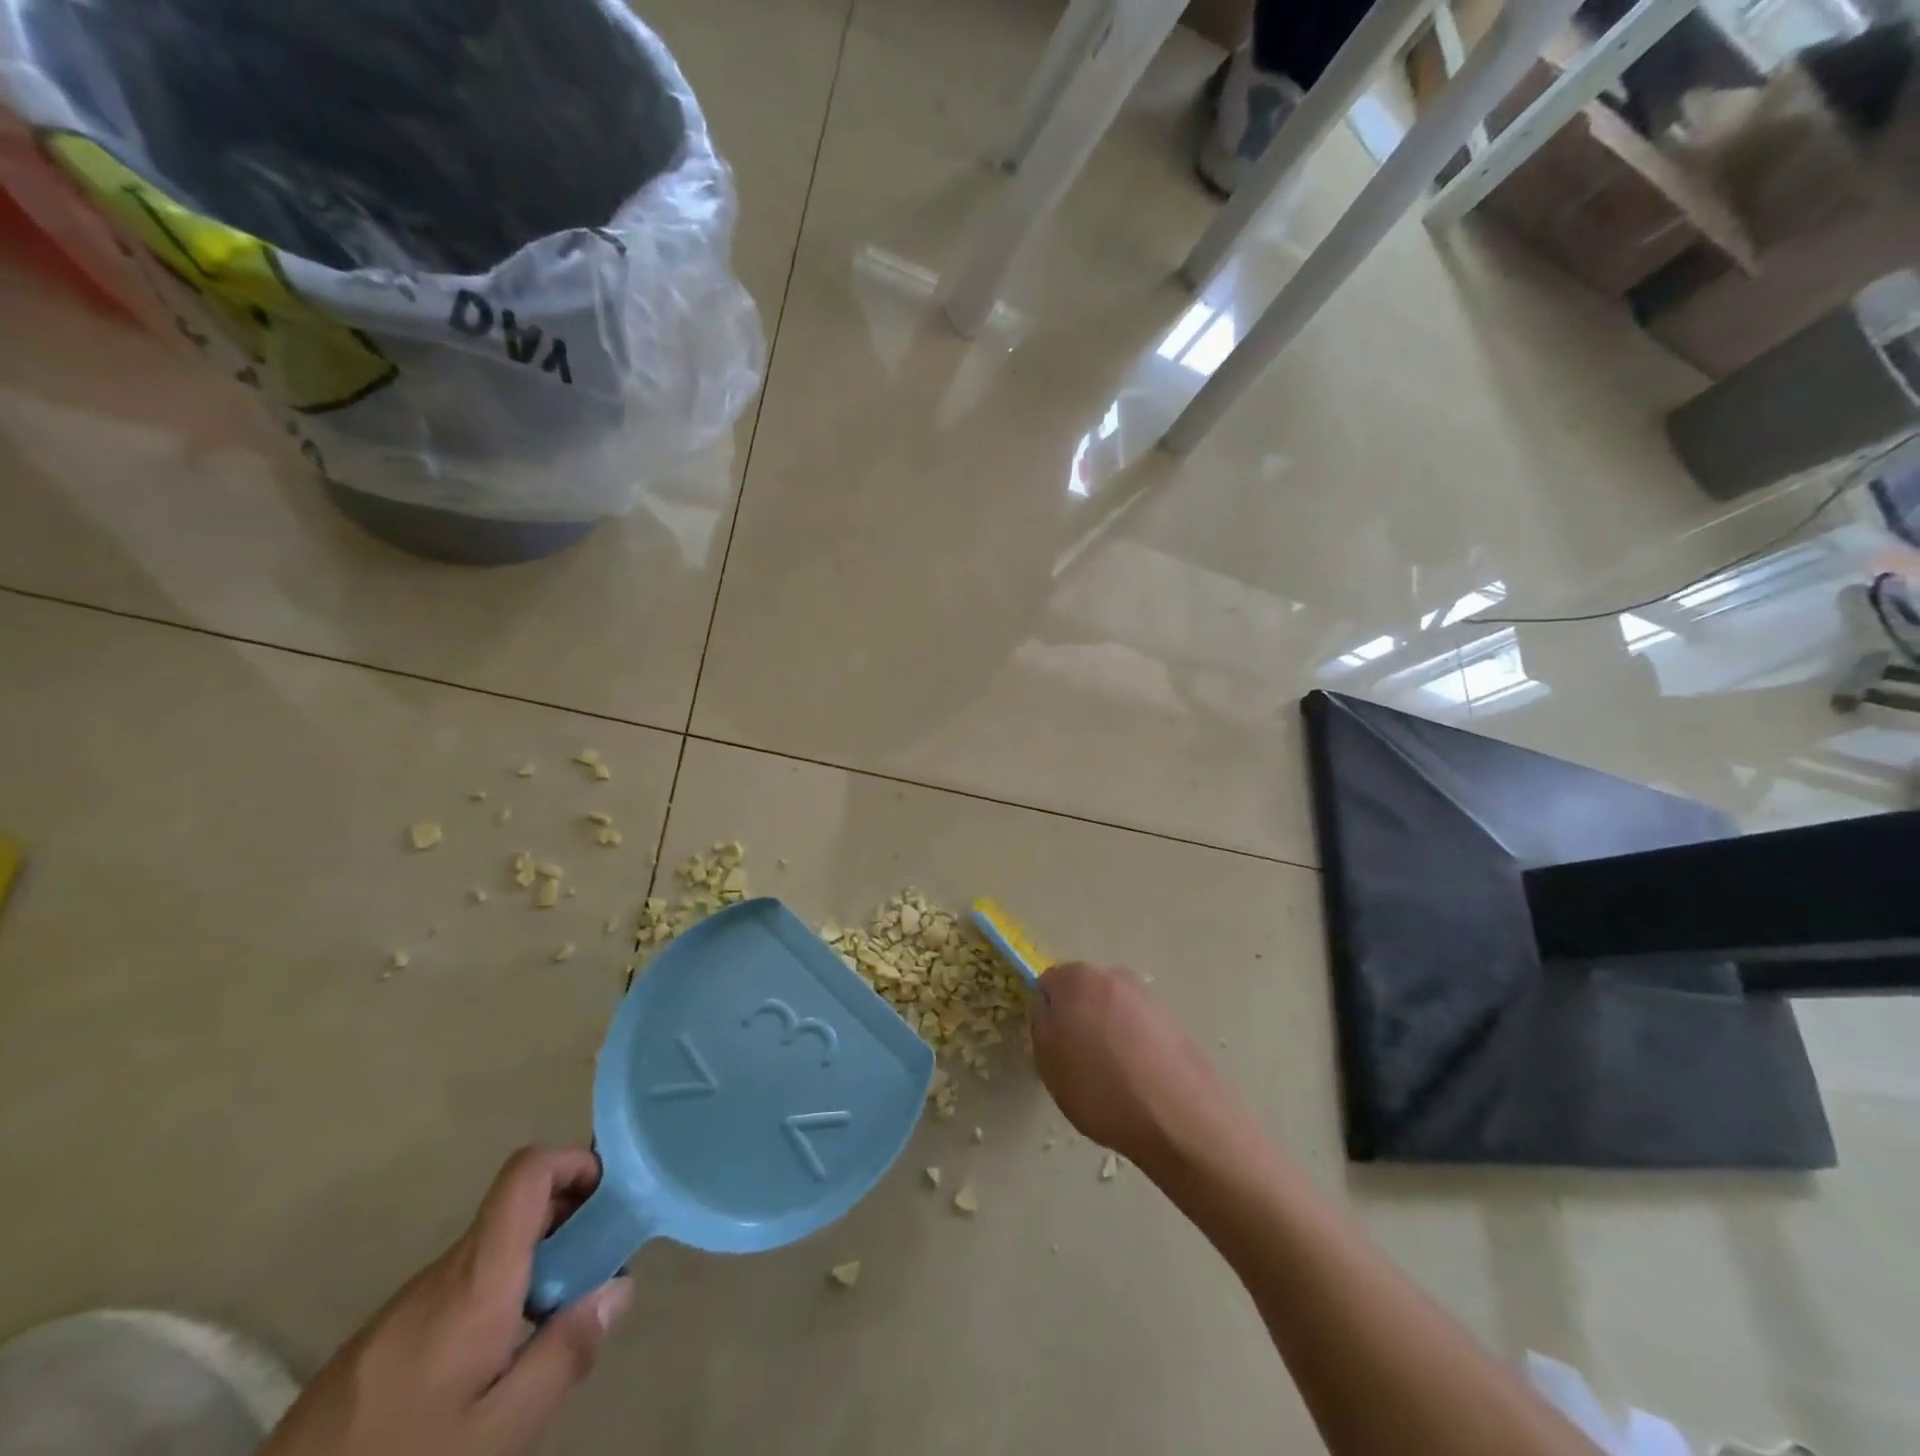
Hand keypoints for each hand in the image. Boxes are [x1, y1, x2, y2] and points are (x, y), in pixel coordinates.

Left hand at [261, 1148, 631, 1455]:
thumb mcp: (502, 1430)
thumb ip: (566, 1352)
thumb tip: (619, 1287)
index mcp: (476, 1277)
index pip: (526, 1172)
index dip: (574, 1162)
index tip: (608, 1197)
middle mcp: (441, 1272)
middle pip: (515, 1210)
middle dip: (568, 1222)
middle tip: (596, 1272)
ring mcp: (404, 1304)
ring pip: (489, 1253)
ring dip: (532, 1265)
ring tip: (548, 1328)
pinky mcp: (378, 1339)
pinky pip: (456, 1290)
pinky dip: (494, 1297)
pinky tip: (491, 1363)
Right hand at [1029, 962, 1233, 1171]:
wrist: (1178, 1117)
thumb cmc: (1100, 1089)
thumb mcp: (1048, 1063)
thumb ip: (1041, 1025)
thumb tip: (1049, 1010)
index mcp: (1077, 978)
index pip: (1049, 983)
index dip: (1047, 1013)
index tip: (1052, 1045)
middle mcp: (1114, 976)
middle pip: (1084, 991)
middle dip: (1079, 1017)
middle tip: (1078, 1059)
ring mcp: (1148, 996)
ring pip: (1114, 1009)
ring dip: (1109, 1030)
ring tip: (1112, 1075)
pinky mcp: (1174, 1020)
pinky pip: (1141, 1028)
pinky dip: (1136, 1045)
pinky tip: (1139, 1080)